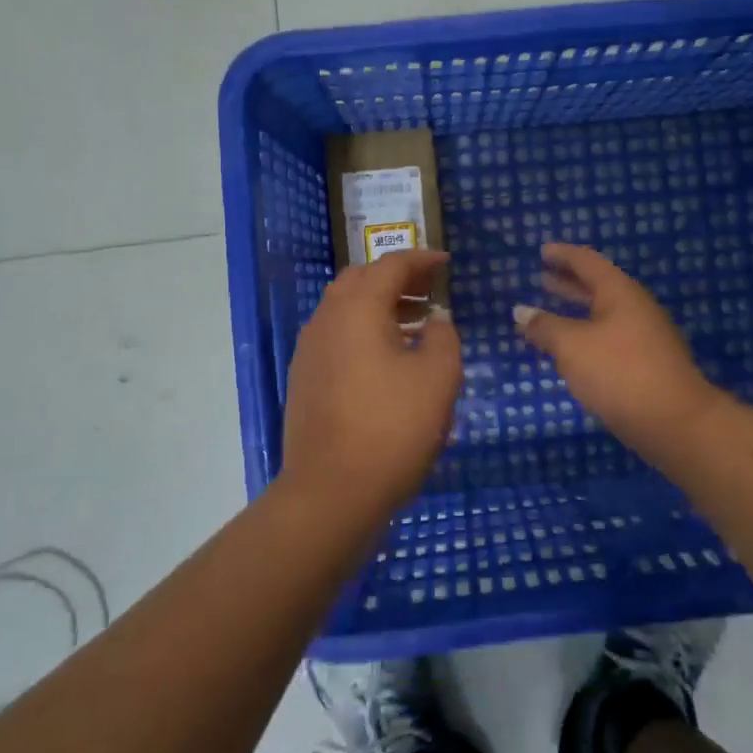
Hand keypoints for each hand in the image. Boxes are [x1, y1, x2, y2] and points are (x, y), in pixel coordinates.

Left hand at [281, 249, 461, 514]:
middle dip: (398, 279)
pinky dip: (365, 330)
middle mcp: (327, 319)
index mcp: (357, 309)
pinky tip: (390, 358)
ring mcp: (310, 350)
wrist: (331, 492)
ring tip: (417, 323)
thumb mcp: (438, 378)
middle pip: (361, 280)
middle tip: (431, 291)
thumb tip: (434, 321)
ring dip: (381, 305)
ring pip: (346, 309)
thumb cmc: (392, 428)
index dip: (422, 260)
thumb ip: (443, 337)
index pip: (390, 266)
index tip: (446, 263)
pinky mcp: (305, 378)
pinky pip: (338, 336)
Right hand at [514, 243, 718, 459]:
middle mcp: (635, 307)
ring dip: (576, 310)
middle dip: (568, 282)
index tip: (542, 251)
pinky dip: (586, 333)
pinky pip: (609, 336)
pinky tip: (572, 349)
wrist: (674, 420)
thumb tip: (521, 312)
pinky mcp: (646, 363)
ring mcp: (644, 336)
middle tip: (542, 277)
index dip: (563, 254)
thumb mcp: (572, 346)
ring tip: (550, 311)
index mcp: (619, 292)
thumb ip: (544, 327)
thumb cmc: (619, 372)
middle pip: (597, 286)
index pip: (587, 261)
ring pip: (603, 314)